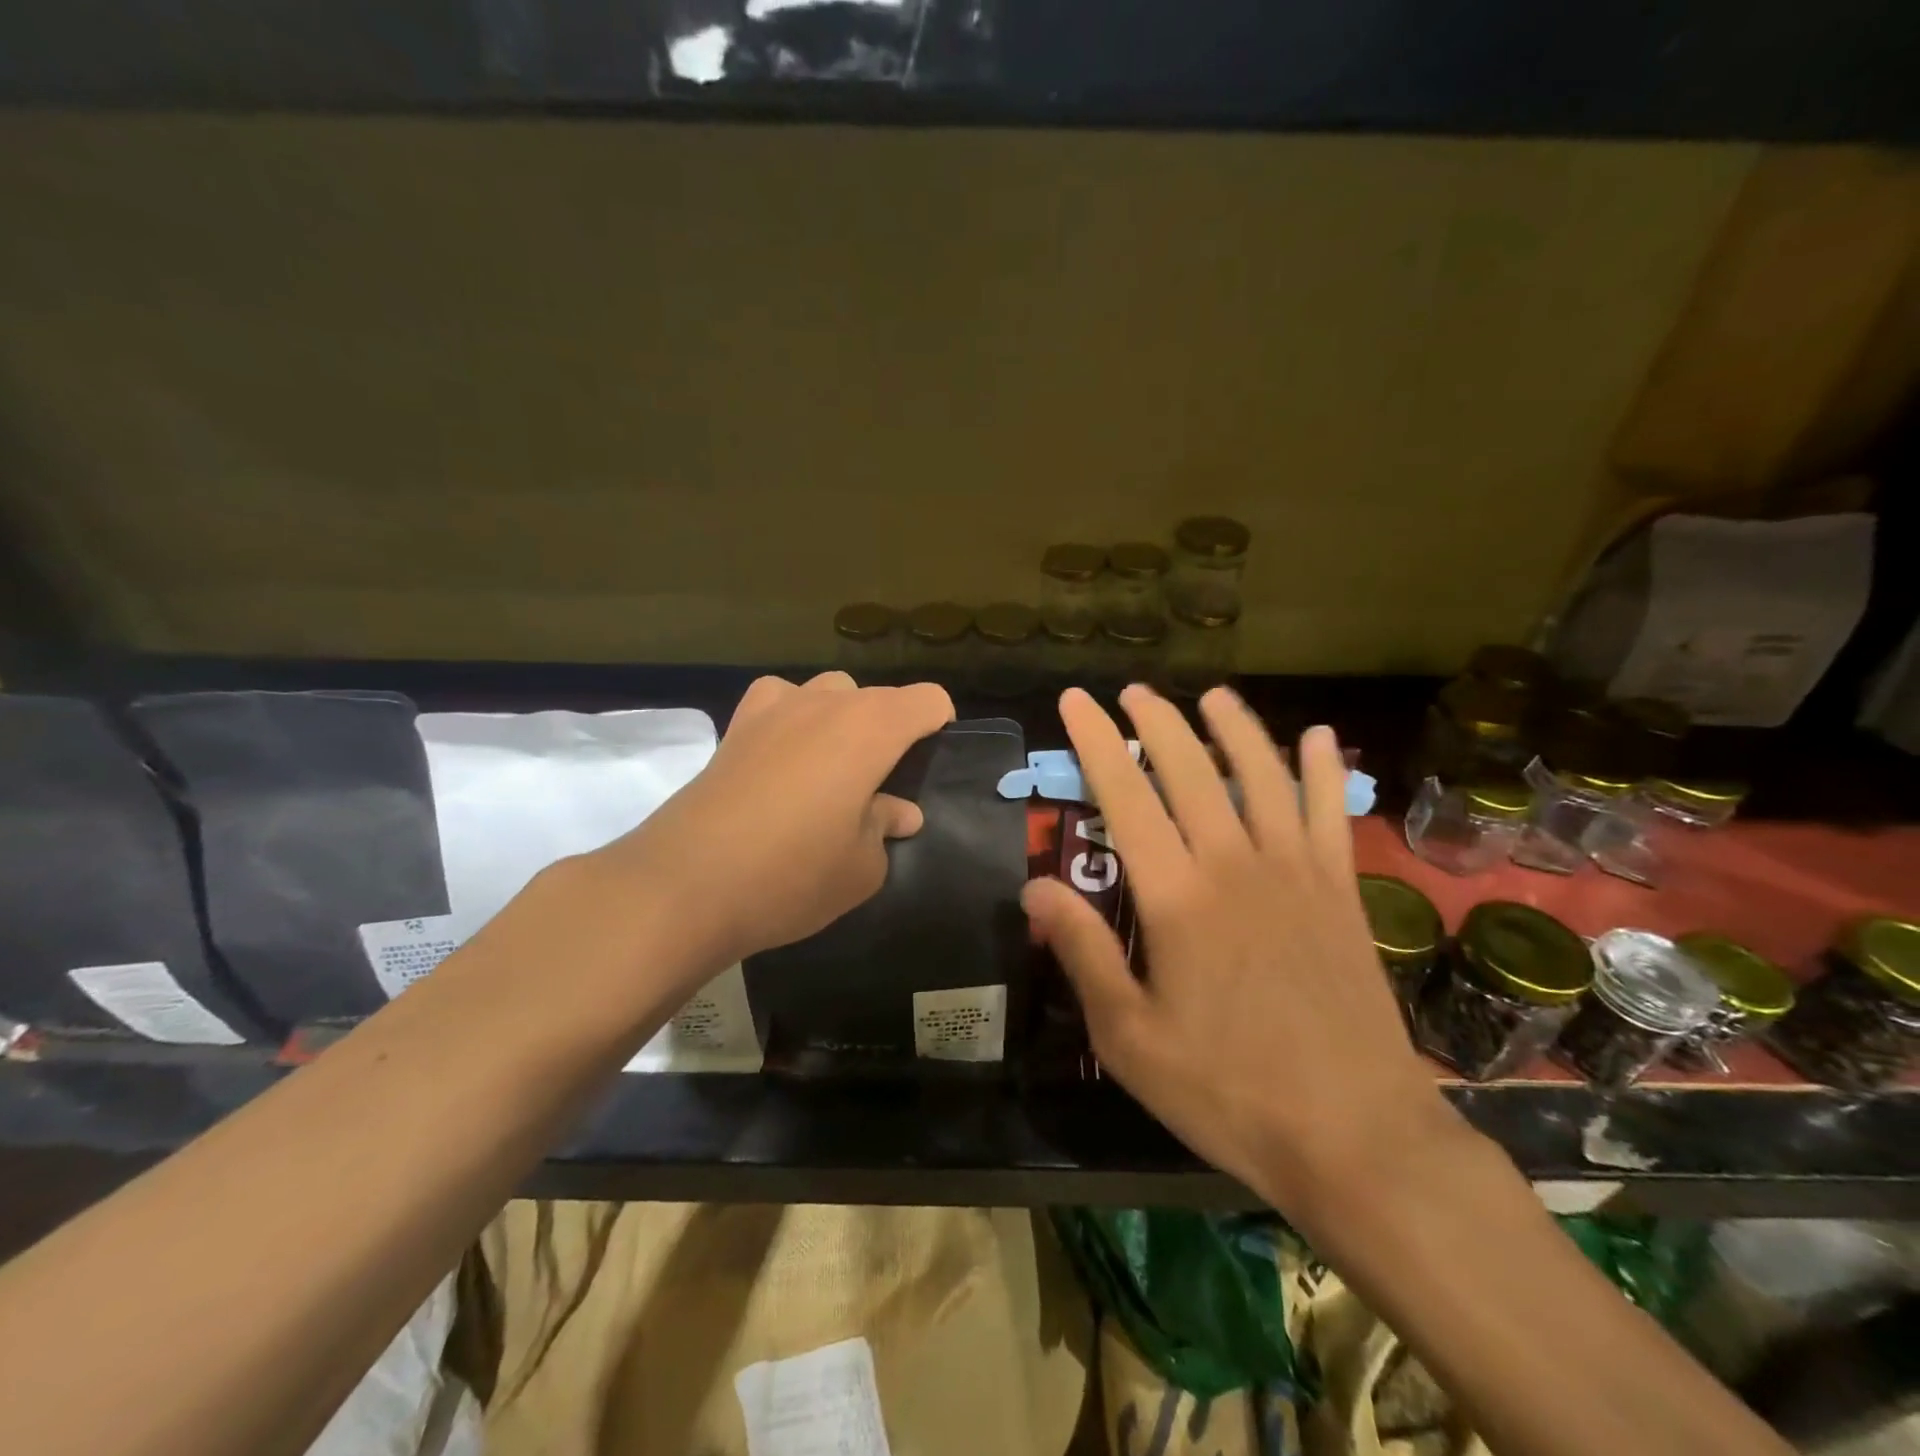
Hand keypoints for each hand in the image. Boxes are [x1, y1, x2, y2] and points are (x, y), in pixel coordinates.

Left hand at [582, 672, 953, 976]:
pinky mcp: (735, 726)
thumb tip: (898, 812)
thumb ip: (886, 828)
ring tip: (831, 771)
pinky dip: (792, 719)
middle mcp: (826, 702)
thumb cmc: (793, 875)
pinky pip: (779, 702)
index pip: (928, 700)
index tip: (929, 767)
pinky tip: (784, 759)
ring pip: (828, 692)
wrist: (685, 886)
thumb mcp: (862, 867)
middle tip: (880, 785)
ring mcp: (775, 708)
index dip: (939, 727)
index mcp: (872, 727)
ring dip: (841, 720)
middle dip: (889, 730)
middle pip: (877, 697)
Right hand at [1023, 685, 1453, 1214]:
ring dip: (1234, 728)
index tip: (1076, 700)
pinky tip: (1322, 738)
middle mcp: (1234, 864)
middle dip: (1156, 722)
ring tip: (1212, 695)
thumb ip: (1083, 953)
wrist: (1355, 1135)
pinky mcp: (1341, 892)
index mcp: (1176, 897)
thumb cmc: (1228, 1089)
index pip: (1125, 795)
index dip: (1096, 742)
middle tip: (1132, 691)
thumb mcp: (1129, 1037)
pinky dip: (1325, 772)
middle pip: (1191, 769)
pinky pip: (1331, 814)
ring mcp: (1295, 872)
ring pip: (1261, 775)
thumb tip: (1034, 887)